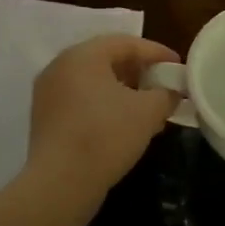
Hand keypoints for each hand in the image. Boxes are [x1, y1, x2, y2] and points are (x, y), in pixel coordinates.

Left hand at [28, 35, 181, 196]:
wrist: (60, 183)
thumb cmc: (106, 136)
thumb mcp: (148, 112)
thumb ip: (166, 94)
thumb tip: (172, 92)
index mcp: (83, 55)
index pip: (126, 43)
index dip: (157, 53)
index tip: (178, 66)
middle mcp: (60, 66)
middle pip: (107, 59)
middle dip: (140, 72)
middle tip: (164, 85)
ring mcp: (48, 93)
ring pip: (94, 82)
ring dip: (124, 90)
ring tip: (149, 107)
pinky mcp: (45, 118)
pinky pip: (81, 100)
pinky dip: (105, 104)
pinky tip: (124, 123)